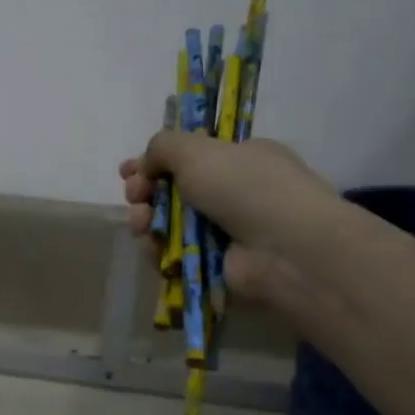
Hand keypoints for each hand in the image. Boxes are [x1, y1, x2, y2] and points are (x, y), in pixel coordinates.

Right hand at [118, 133, 335, 304]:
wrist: (285, 250)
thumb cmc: (246, 187)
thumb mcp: (197, 150)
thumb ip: (163, 146)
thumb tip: (146, 166)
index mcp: (240, 159)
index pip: (189, 158)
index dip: (155, 163)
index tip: (129, 170)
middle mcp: (233, 195)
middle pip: (173, 192)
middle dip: (145, 191)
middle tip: (134, 194)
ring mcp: (224, 234)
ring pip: (168, 225)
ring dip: (146, 220)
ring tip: (141, 222)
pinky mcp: (212, 268)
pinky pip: (173, 256)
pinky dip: (158, 250)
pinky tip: (153, 245)